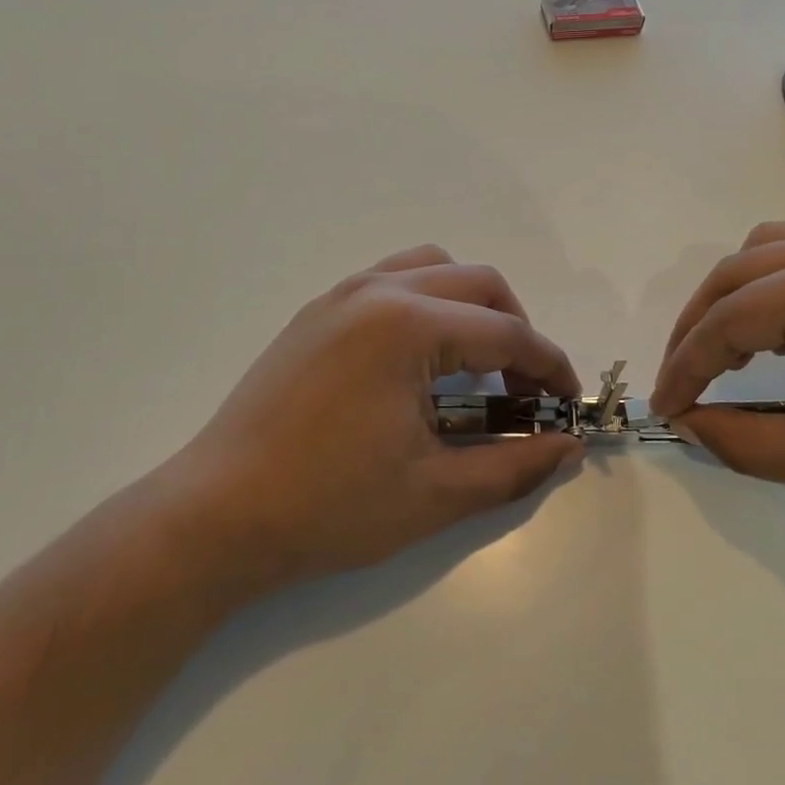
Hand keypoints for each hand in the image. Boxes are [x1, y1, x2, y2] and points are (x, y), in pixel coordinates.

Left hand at [157, 246, 584, 592]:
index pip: (506, 334)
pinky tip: (420, 359)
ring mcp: (340, 296)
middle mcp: (377, 292)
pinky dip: (427, 303)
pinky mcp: (316, 313)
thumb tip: (567, 449)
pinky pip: (391, 280)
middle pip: (479, 285)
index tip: (568, 404)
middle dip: (516, 330)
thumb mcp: (435, 494)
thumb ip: (513, 466)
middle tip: (523, 389)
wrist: (216, 517)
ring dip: (471, 306)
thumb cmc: (329, 508)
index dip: (549, 368)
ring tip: (475, 363)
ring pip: (433, 268)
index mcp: (408, 327)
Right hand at [651, 220, 784, 552]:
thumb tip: (685, 422)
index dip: (685, 367)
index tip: (662, 408)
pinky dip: (774, 285)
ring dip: (732, 299)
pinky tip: (773, 327)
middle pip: (738, 272)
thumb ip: (738, 439)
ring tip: (718, 354)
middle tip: (680, 383)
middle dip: (697, 328)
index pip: (728, 319)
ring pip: (769, 251)